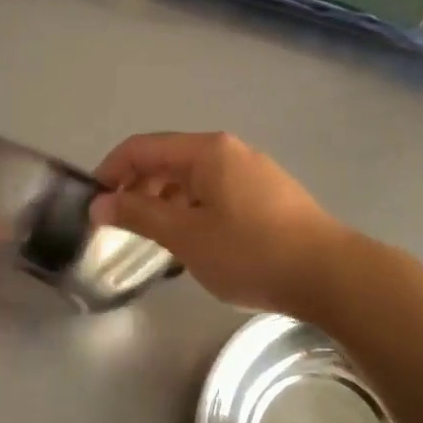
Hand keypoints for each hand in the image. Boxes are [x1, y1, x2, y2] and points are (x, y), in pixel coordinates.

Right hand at [89, 132, 349, 316]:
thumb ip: (138, 215)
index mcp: (206, 151)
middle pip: (167, 160)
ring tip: (154, 238)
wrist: (329, 274)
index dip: (110, 172)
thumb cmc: (250, 252)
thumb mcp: (185, 236)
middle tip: (120, 226)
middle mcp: (229, 151)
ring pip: (193, 179)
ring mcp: (253, 171)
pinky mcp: (268, 195)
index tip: (93, 205)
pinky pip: (216, 192)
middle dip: (137, 189)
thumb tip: (99, 203)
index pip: (141, 148)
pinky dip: (193, 209)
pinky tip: (194, 241)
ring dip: (165, 202)